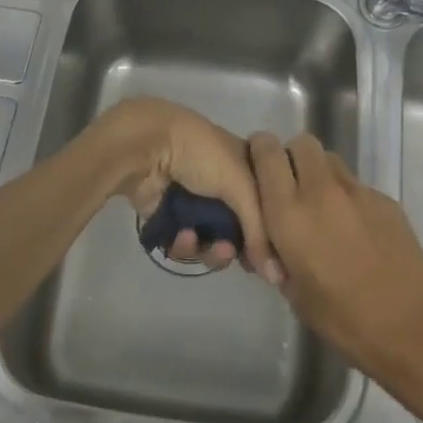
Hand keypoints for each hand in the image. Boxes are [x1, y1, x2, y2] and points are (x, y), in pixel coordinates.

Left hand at [88, 98, 275, 275]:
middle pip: (238, 228)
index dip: (270, 231)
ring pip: (211, 241)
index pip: (266, 204)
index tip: (275, 255)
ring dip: (212, 251)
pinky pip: (184, 244)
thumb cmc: (201, 155)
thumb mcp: (241, 184)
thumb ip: (259, 229)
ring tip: (210, 249)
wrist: (147, 147)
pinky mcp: (168, 217)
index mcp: (245, 165)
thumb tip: (276, 275)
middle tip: (239, 258)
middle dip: (238, 246)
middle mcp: (221, 183)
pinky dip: (185, 246)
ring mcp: (193, 201)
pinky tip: (182, 237)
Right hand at [249, 132, 422, 377]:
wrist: (410, 328)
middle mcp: (321, 191)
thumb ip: (277, 253)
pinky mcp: (386, 201)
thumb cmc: (342, 319)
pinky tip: (357, 233)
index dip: (259, 152)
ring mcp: (358, 192)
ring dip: (320, 175)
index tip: (260, 171)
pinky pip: (357, 186)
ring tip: (325, 210)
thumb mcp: (292, 291)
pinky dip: (349, 200)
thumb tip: (274, 242)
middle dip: (293, 158)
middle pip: (302, 143)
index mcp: (290, 213)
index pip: (266, 151)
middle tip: (293, 190)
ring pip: (331, 160)